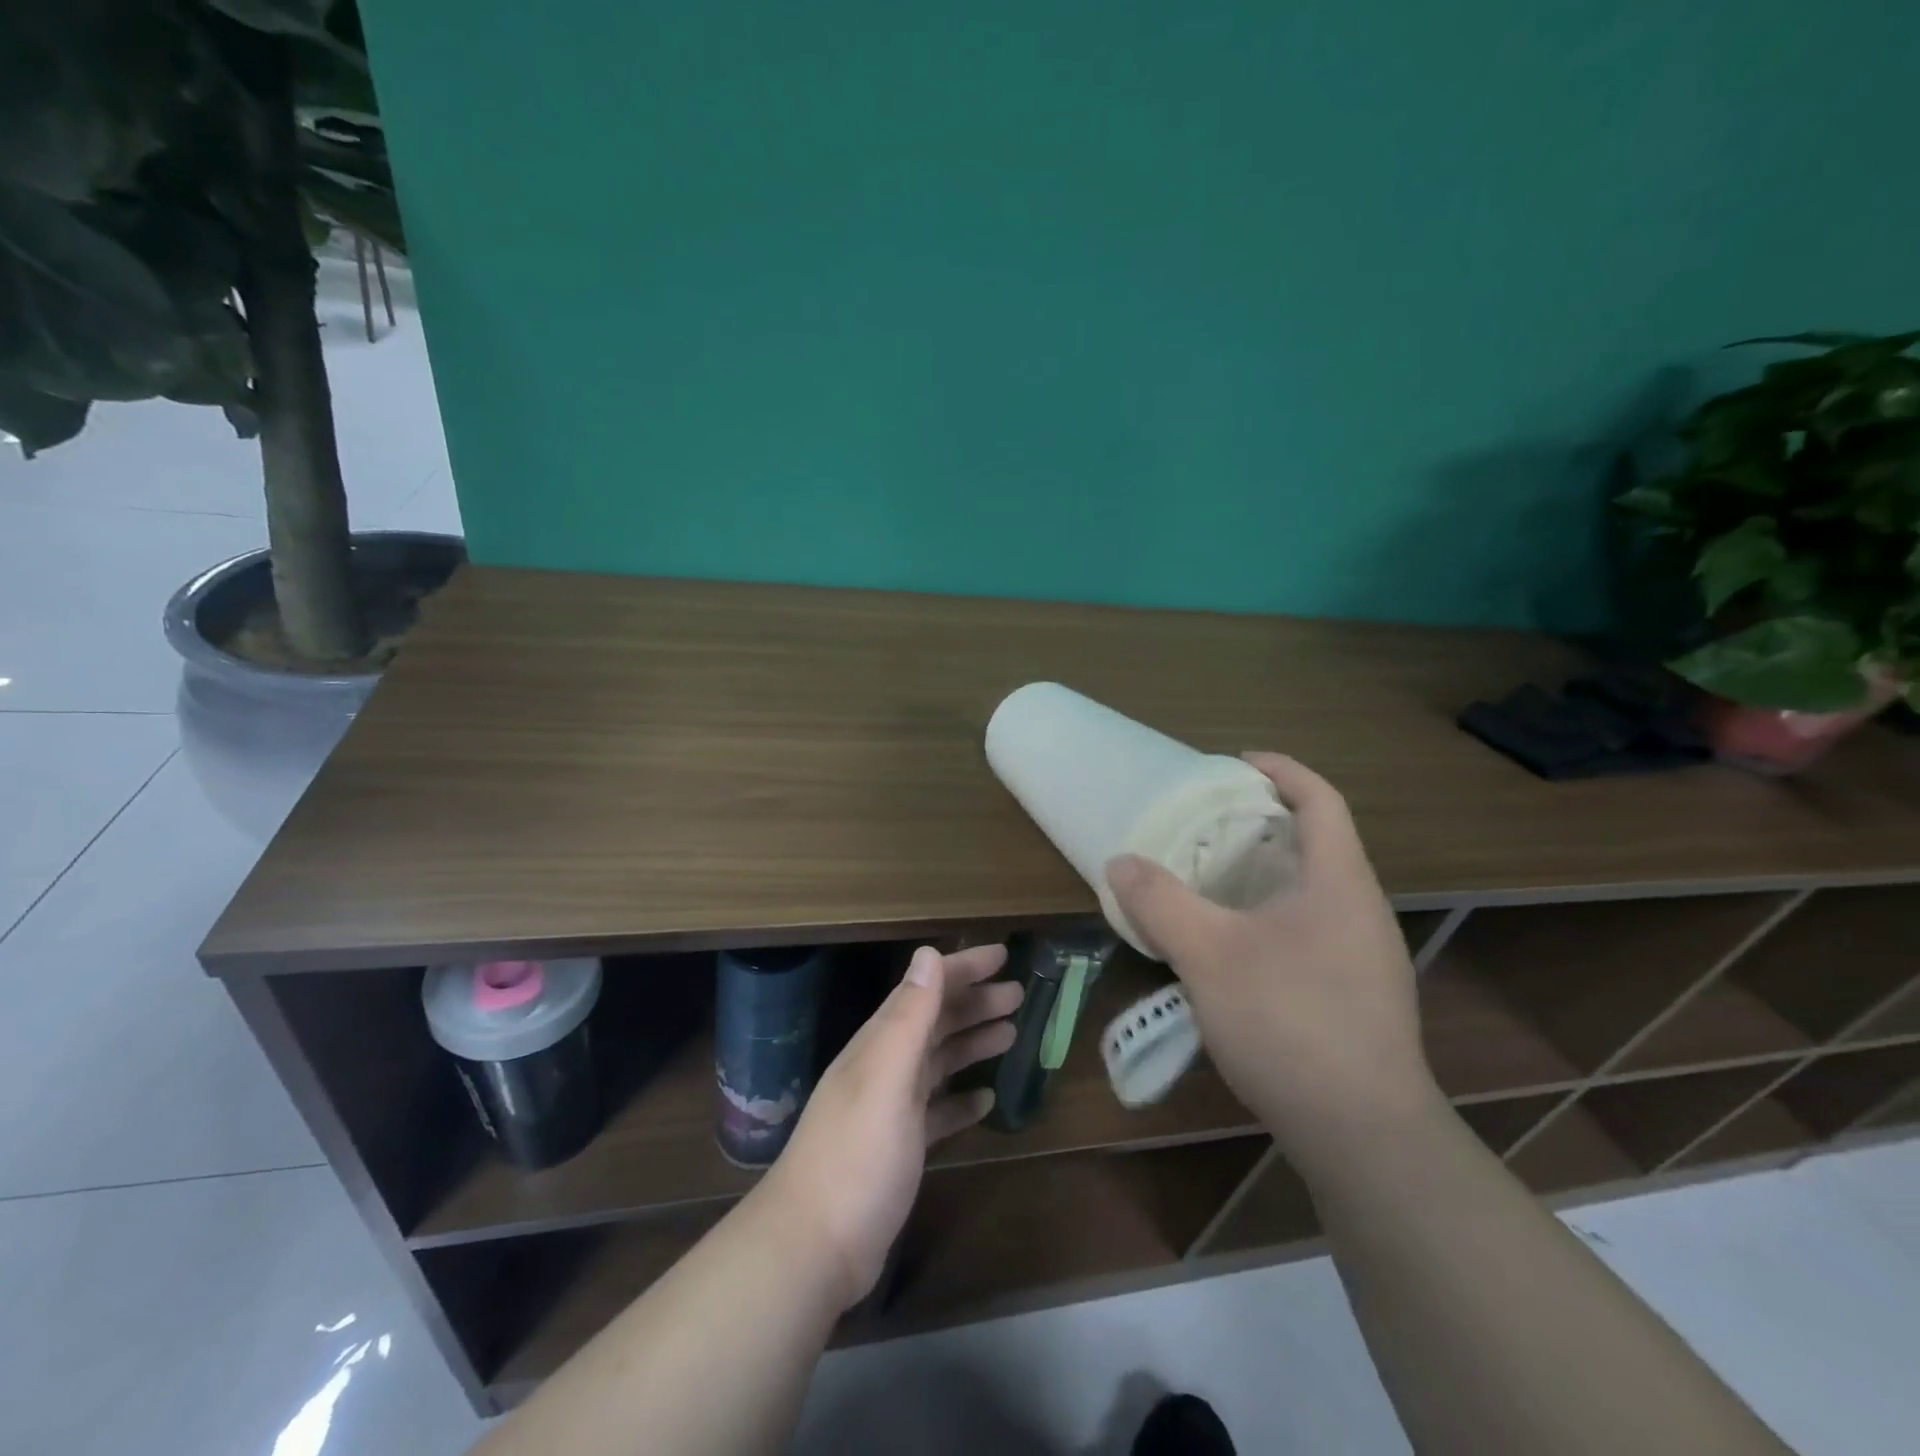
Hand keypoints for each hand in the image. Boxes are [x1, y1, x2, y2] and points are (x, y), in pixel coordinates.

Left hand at [758, 943, 1021, 1309]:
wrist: (813, 1247)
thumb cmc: (856, 1156)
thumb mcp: (886, 1078)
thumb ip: (909, 1016)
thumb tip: (928, 953)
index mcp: (881, 1044)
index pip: (926, 989)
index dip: (963, 969)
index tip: (1003, 955)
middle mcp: (884, 1068)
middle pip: (935, 1022)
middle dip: (975, 1003)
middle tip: (1018, 995)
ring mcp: (890, 1110)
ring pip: (938, 1062)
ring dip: (971, 1044)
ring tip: (1010, 1034)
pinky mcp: (898, 1149)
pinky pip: (937, 1111)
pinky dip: (960, 1100)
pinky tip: (986, 1101)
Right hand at [1105, 753, 1438, 1164]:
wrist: (1364, 1136)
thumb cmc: (1290, 1024)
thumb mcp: (1209, 956)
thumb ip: (1160, 903)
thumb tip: (1120, 862)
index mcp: (1339, 882)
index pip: (1320, 799)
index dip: (1280, 770)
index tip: (1233, 763)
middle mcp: (1361, 910)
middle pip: (1316, 841)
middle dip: (1262, 822)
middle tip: (1206, 823)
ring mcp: (1365, 957)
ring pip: (1312, 890)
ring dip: (1264, 873)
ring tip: (1209, 879)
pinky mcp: (1356, 995)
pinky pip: (1310, 929)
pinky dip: (1270, 915)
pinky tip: (1233, 947)